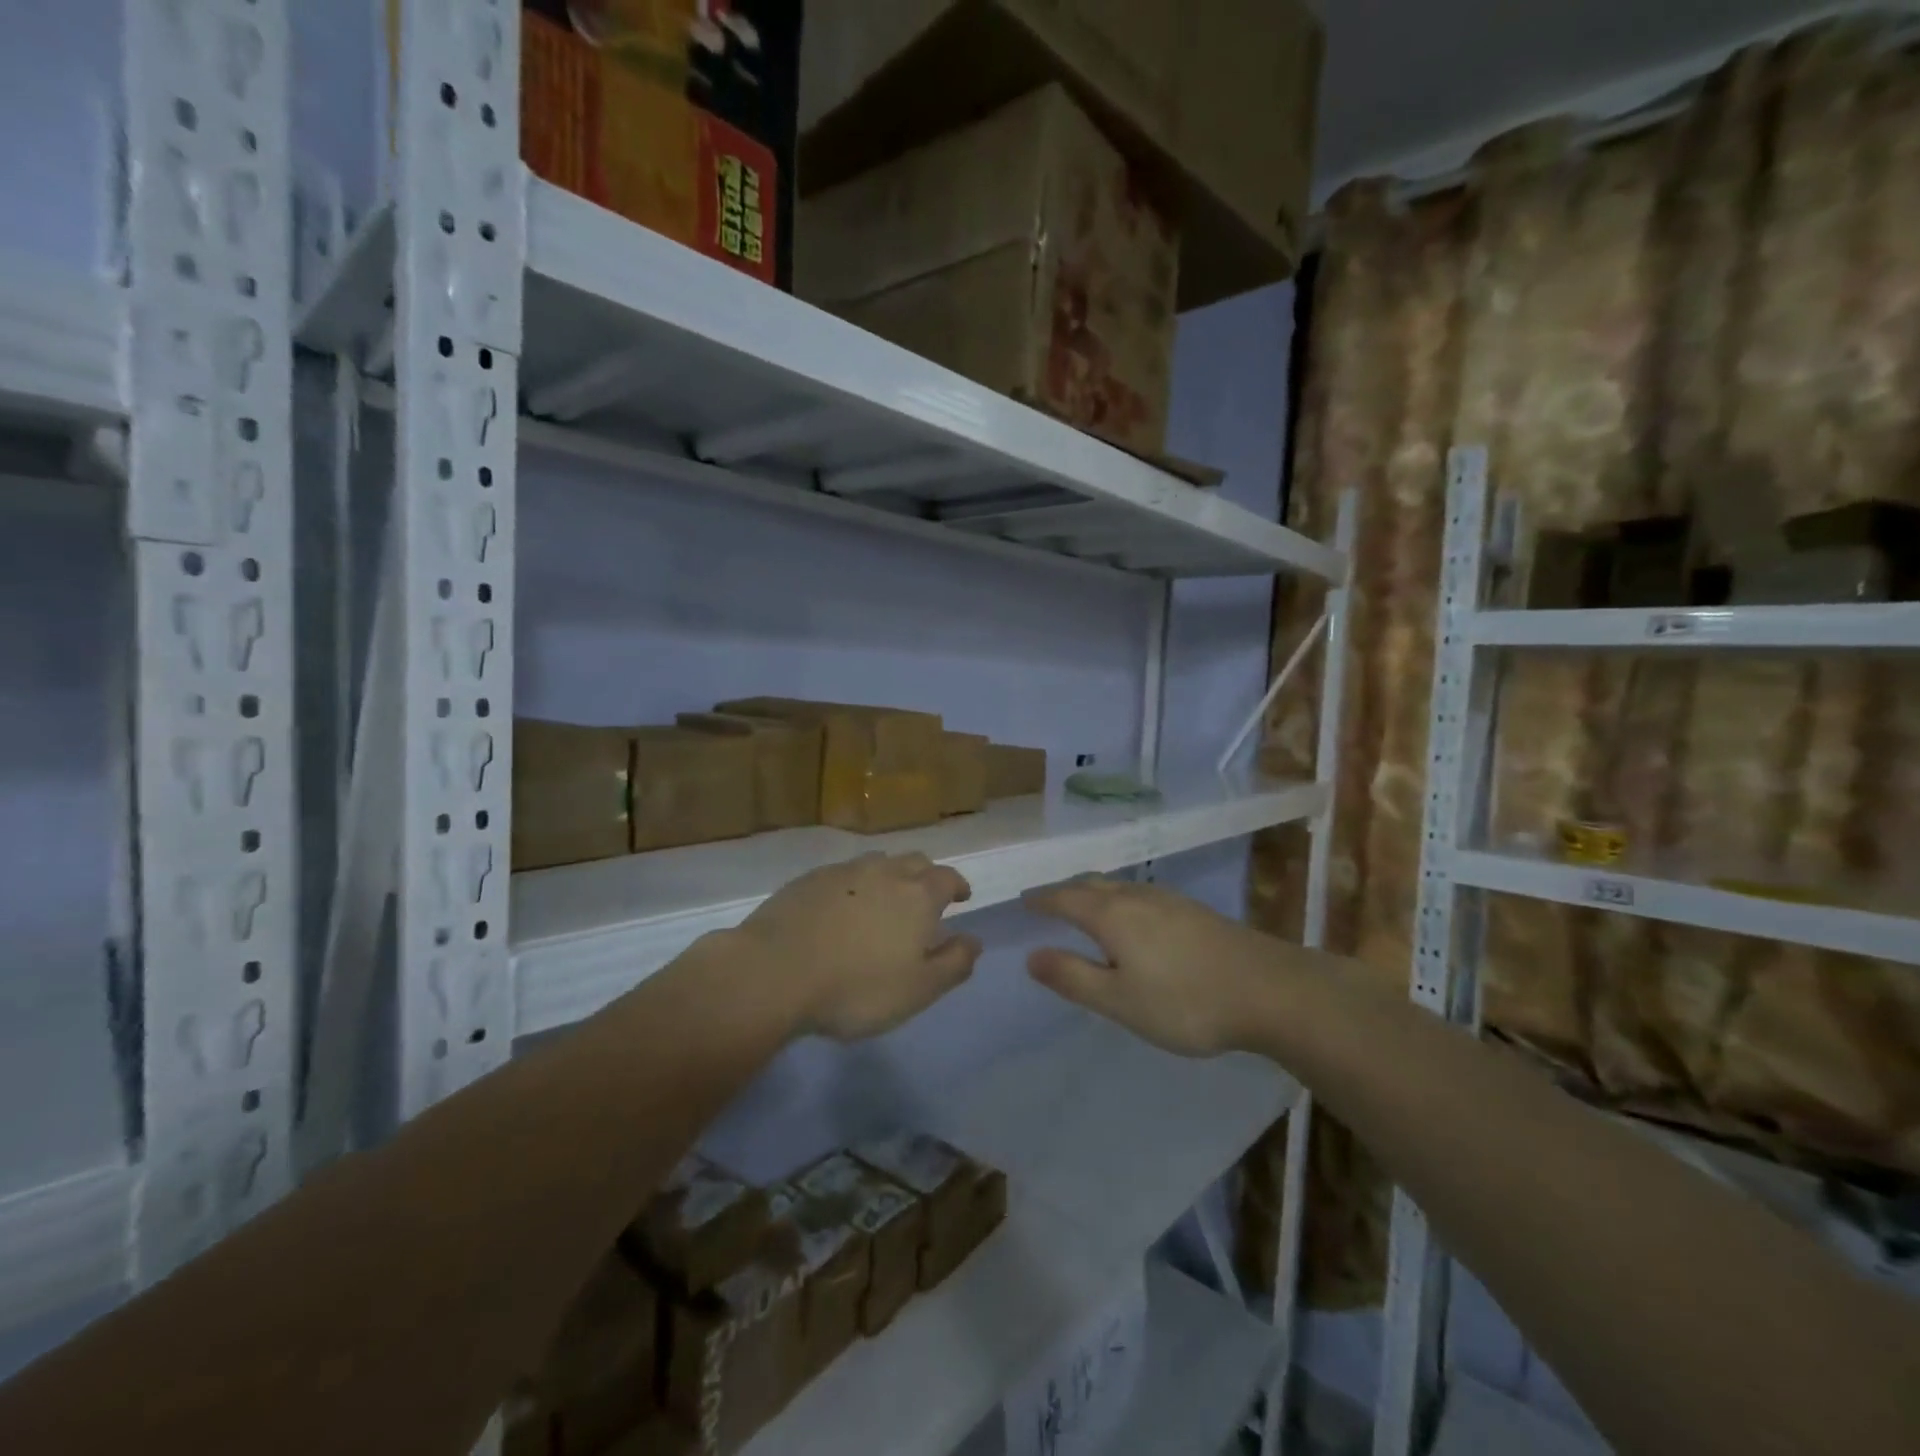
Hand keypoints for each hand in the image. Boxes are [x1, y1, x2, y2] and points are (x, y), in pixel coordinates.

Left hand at [735, 851, 979, 1040]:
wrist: (774, 972)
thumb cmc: (856, 987)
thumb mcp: (918, 990)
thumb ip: (953, 963)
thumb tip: (974, 940)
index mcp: (918, 895)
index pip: (948, 877)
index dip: (958, 885)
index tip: (961, 897)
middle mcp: (884, 872)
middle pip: (914, 861)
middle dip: (925, 876)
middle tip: (924, 899)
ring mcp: (842, 872)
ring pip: (876, 863)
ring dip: (888, 877)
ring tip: (883, 901)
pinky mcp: (807, 880)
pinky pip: (842, 875)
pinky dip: (852, 886)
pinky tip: (841, 909)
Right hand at [1024, 877, 1280, 1055]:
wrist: (1270, 990)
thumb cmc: (1185, 1001)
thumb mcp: (1119, 1000)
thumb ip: (1073, 977)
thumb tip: (1032, 956)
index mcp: (1111, 914)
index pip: (1064, 898)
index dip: (1042, 899)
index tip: (1024, 901)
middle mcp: (1136, 896)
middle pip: (1091, 884)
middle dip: (1066, 892)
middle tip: (1049, 903)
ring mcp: (1169, 900)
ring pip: (1119, 886)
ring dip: (1095, 893)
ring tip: (1085, 908)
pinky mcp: (1194, 911)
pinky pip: (1141, 895)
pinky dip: (1121, 900)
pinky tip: (1134, 920)